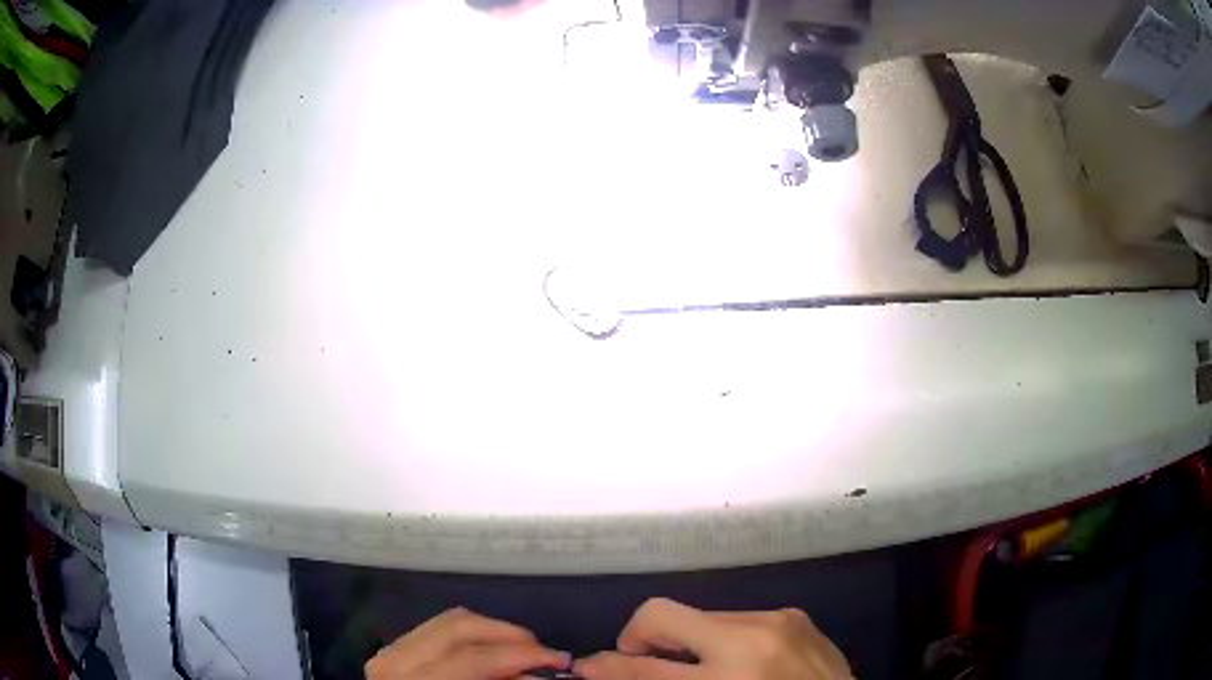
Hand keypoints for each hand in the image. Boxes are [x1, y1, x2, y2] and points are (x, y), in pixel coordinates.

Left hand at [366, 608, 568, 679]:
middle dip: (509, 634)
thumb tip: (537, 675)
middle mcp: (395, 659)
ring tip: (523, 650)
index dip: (520, 656)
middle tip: (544, 651)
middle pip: (459, 625)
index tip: (559, 660)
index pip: (473, 658)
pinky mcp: (394, 650)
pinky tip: (492, 651)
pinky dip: (472, 636)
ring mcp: (390, 651)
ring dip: (493, 632)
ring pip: (449, 620)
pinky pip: (438, 629)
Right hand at [575, 598, 851, 679]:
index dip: (608, 665)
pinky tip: (737, 663)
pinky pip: (737, 619)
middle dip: (640, 640)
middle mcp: (753, 639)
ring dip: (687, 643)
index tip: (591, 668)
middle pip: (664, 616)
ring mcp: (778, 619)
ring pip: (700, 616)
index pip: (643, 668)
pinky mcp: (795, 614)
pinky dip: (722, 640)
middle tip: (642, 665)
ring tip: (700, 669)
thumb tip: (613, 671)